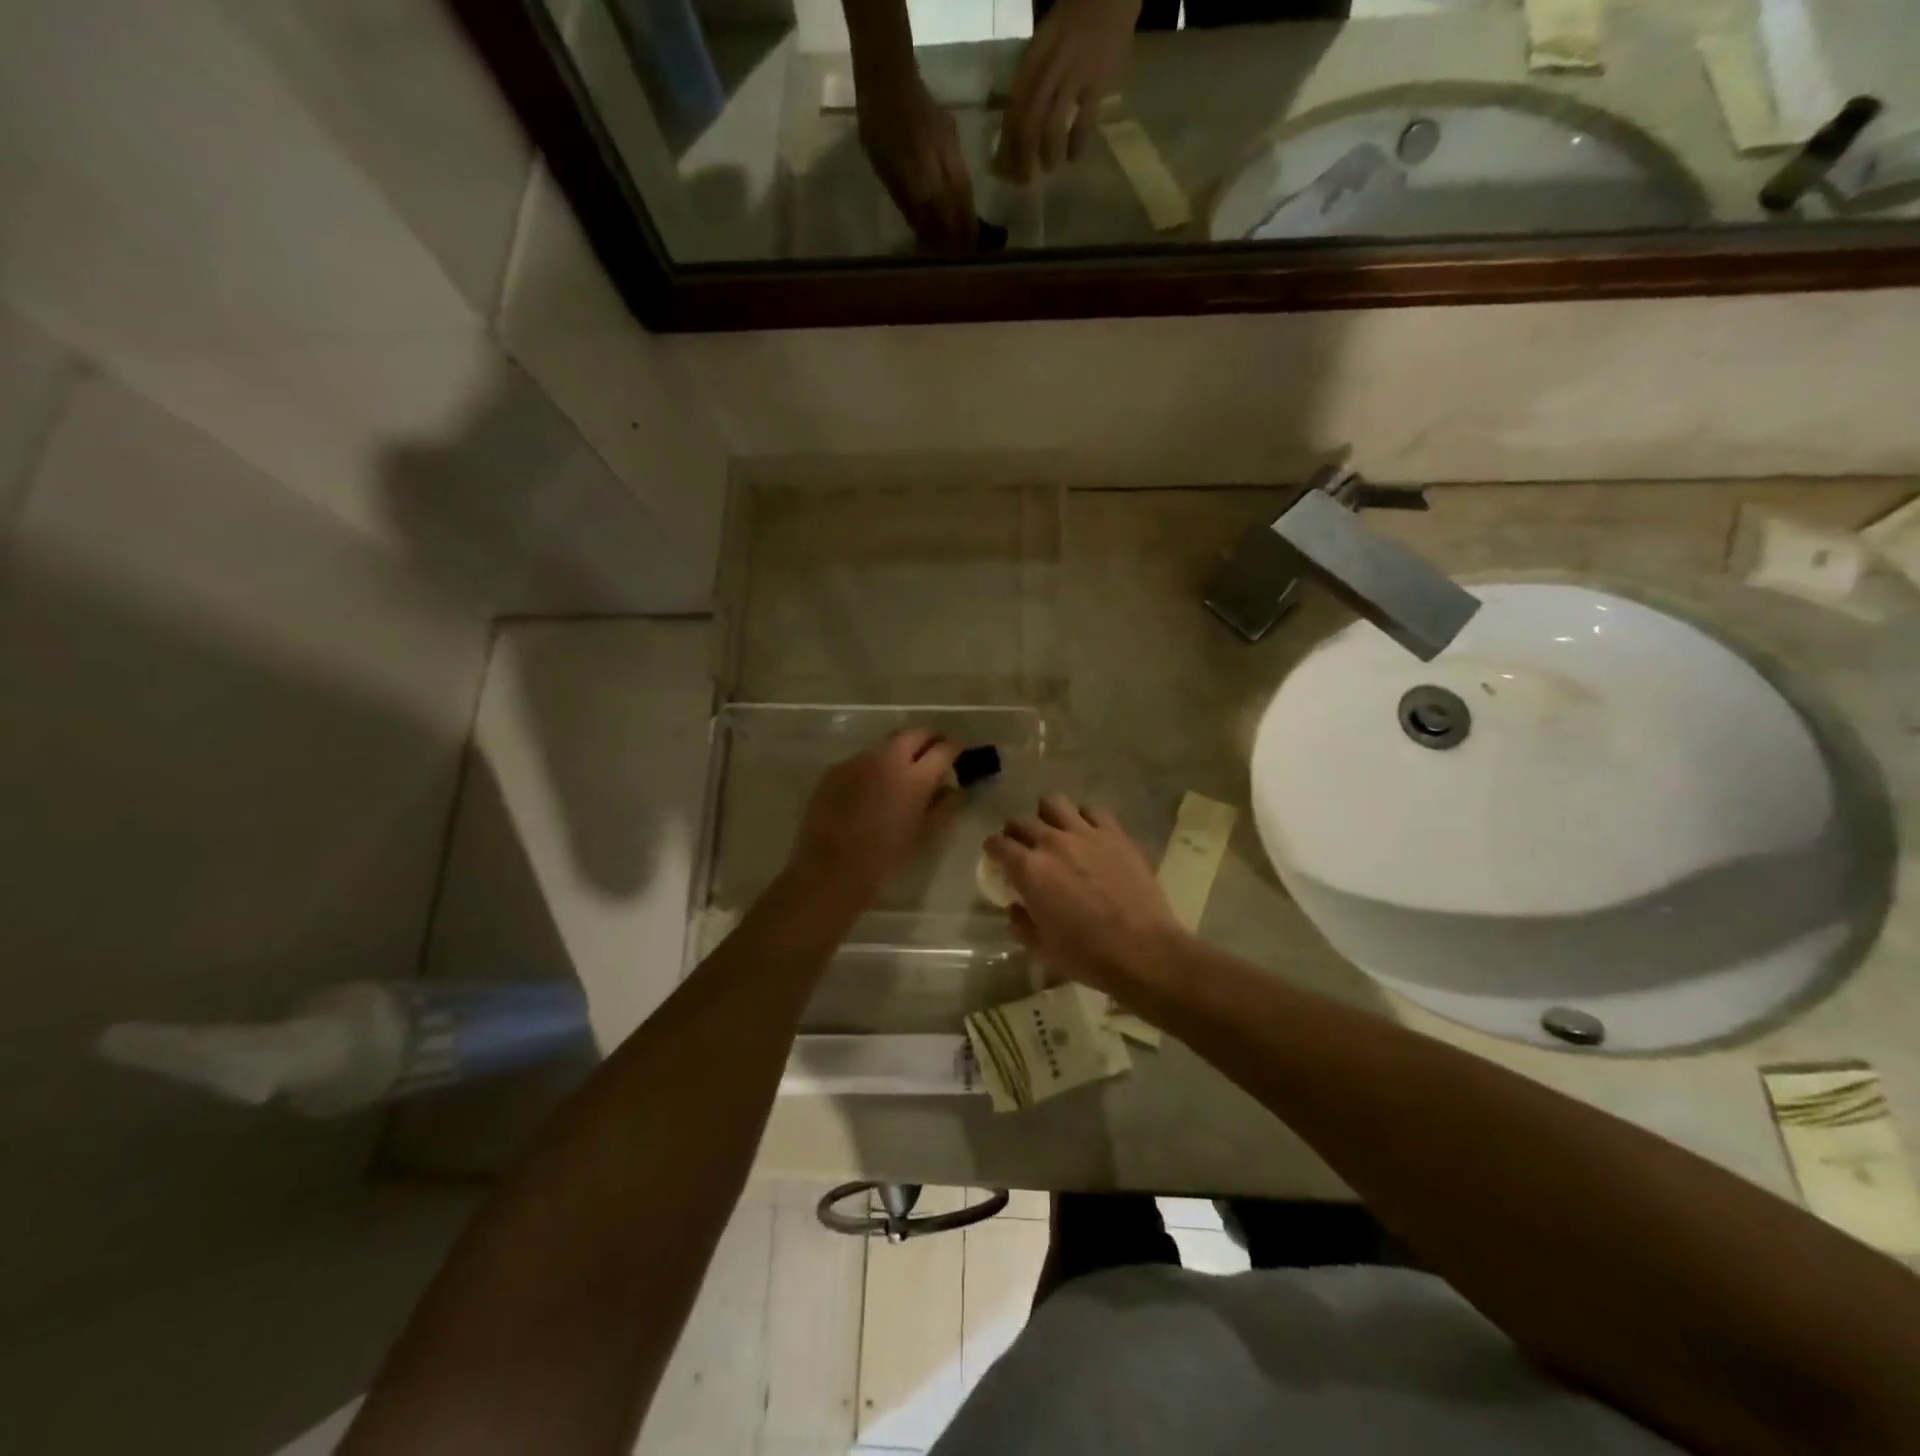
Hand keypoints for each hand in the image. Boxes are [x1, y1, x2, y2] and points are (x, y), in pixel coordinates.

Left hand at [789, 728, 961, 902]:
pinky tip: (870, 788)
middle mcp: (887, 759)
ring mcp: (858, 761)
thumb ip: (943, 806)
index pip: (943, 749)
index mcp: (915, 777)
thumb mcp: (923, 834)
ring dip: (899, 752)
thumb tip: (952, 788)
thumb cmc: (884, 857)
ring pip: (885, 745)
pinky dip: (873, 767)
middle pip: (914, 734)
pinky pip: (861, 761)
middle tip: (934, 750)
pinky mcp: (835, 769)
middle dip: (928, 738)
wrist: (830, 868)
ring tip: (901, 771)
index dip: (955, 748)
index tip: (958, 752)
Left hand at [856, 70, 976, 248]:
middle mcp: (942, 164)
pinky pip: (962, 174)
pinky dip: (963, 194)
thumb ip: (906, 201)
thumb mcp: (884, 169)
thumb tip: (924, 232)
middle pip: (961, 205)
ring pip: (965, 190)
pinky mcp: (953, 138)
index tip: (952, 257)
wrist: (889, 73)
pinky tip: (959, 203)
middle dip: (965, 230)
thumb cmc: (878, 124)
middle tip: (967, 251)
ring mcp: (951, 149)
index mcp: (922, 175)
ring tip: (967, 234)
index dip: (948, 239)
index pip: (943, 216)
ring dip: (967, 213)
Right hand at [985, 793, 1185, 994]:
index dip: (992, 849)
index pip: (997, 844)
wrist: (1142, 949)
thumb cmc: (1086, 954)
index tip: (994, 857)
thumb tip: (1016, 907)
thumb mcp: (1041, 948)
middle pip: (1021, 821)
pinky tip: (1086, 833)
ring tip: (1052, 830)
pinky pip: (1092, 811)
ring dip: (1046, 815)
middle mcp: (1051, 842)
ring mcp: (1085, 833)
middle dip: (1014, 832)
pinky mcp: (1114, 834)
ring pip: (1053, 803)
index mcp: (1029, 870)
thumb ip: (1021, 923)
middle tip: (1021, 846)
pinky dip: (1083, 818)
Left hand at [995, 0, 1139, 182]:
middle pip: (1029, 121)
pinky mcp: (1098, 81)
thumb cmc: (1074, 24)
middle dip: (1023, 156)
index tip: (1003, 168)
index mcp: (1033, 58)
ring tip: (1048, 168)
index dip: (1006, 142)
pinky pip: (1084, 121)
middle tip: (1024, 180)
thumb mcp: (1044, 43)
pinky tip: (1074, 157)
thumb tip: (1014, 124)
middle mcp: (1050, 67)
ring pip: (1052, 124)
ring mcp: (1075, 74)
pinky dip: (1077, 143)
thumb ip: (1031, 78)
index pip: (1014, 107)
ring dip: (1048, 153)